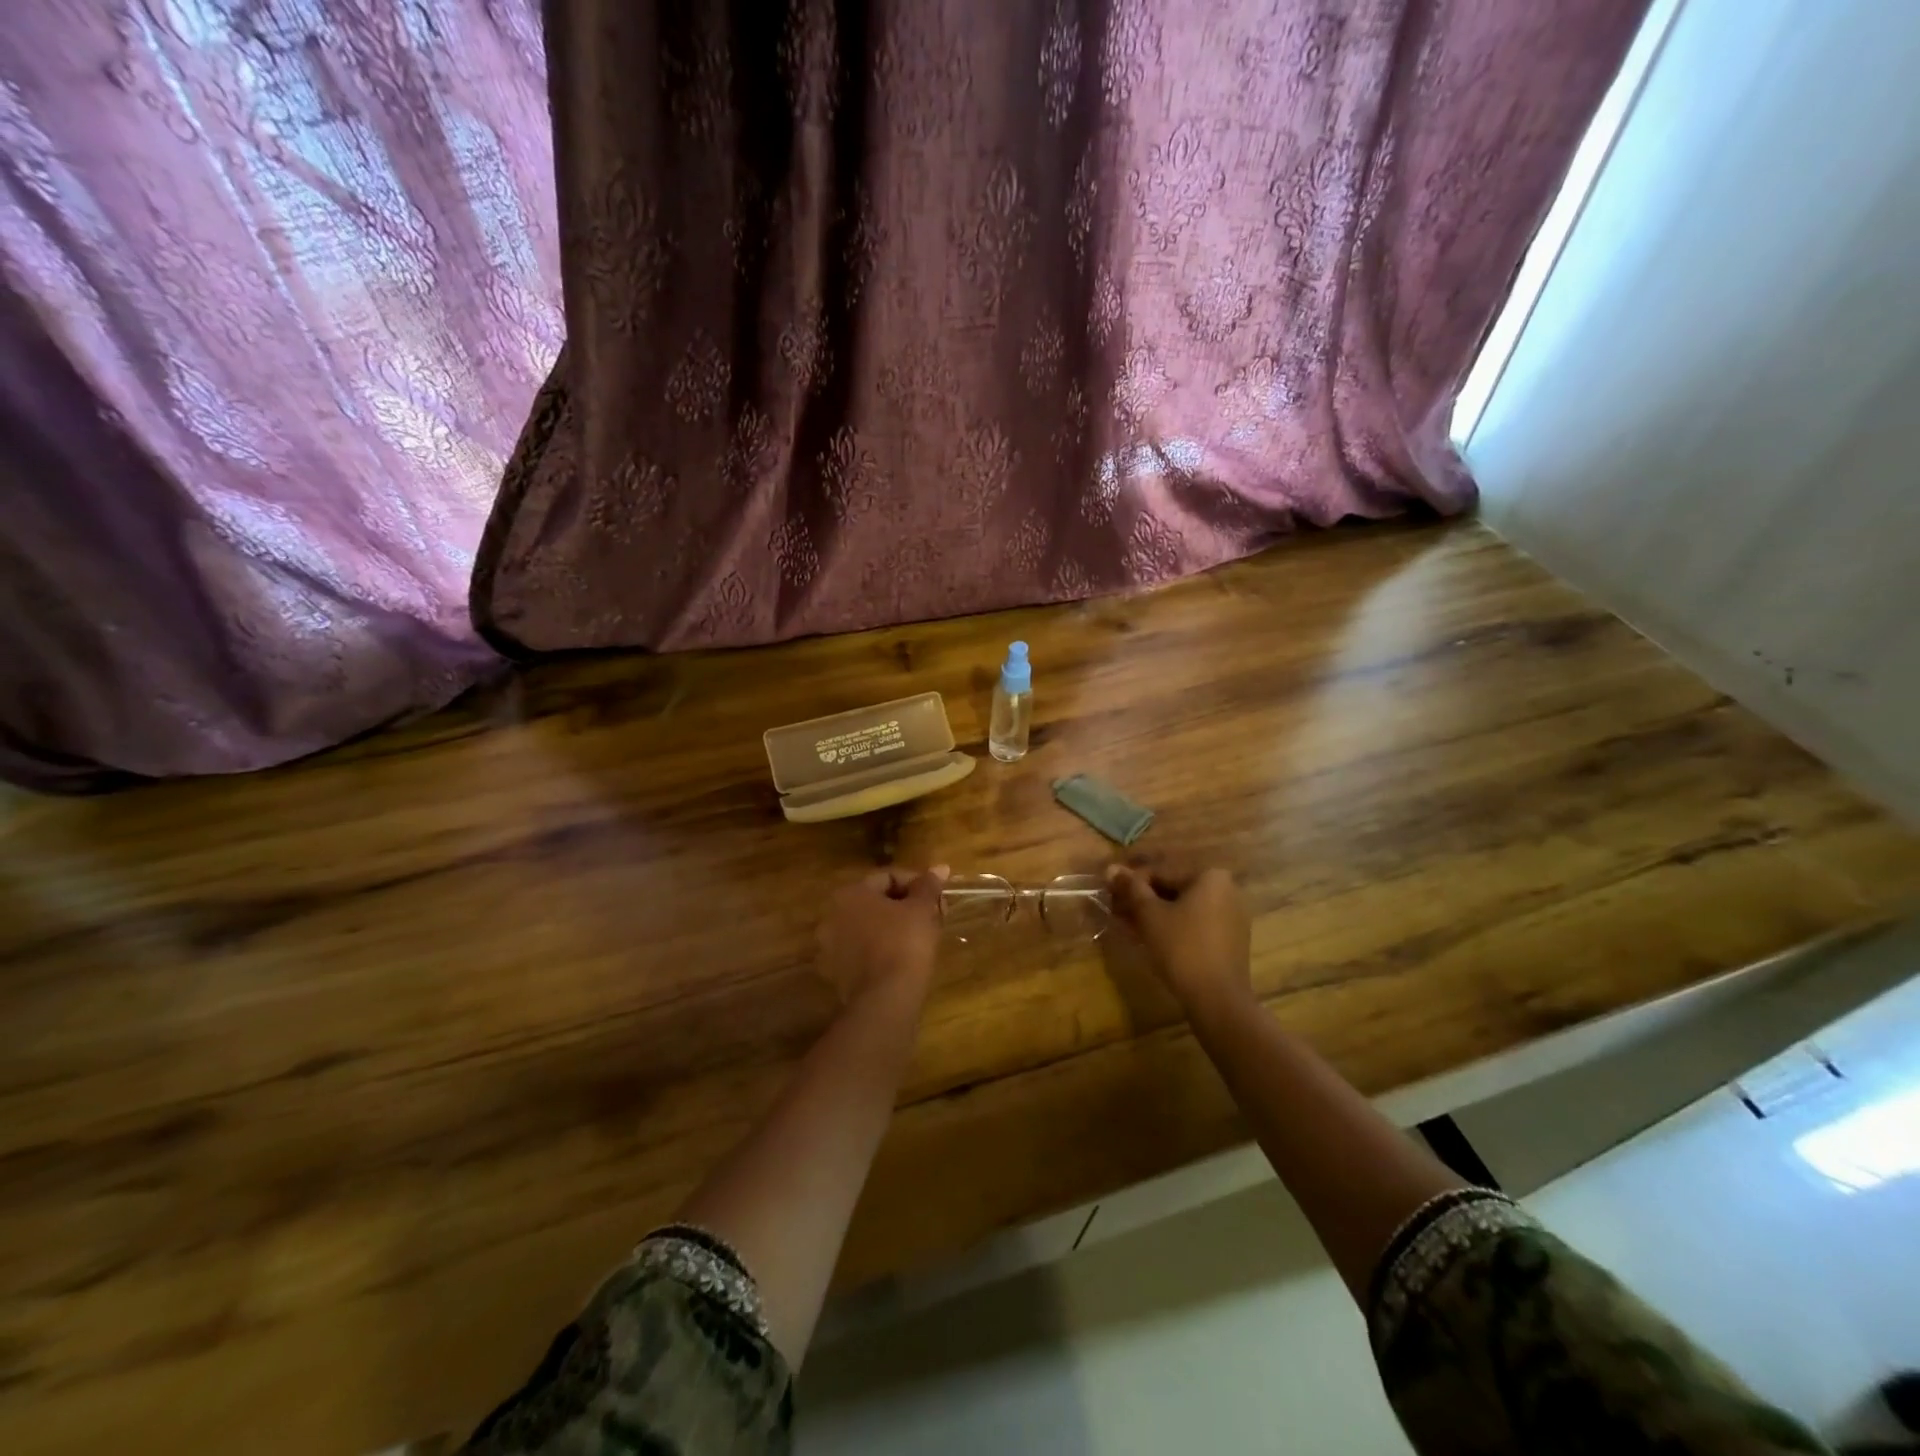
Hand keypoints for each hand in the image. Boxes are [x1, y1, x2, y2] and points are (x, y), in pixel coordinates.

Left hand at [816, 866, 948, 1003]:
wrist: (886, 999)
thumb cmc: (905, 943)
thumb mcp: (922, 909)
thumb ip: (928, 885)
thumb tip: (940, 867)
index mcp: (850, 893)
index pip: (888, 877)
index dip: (918, 884)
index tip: (937, 898)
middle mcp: (832, 915)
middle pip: (877, 902)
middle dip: (907, 906)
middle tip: (933, 916)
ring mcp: (831, 947)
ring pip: (870, 927)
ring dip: (894, 927)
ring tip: (922, 938)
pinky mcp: (836, 974)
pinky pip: (864, 951)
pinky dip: (882, 949)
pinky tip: (904, 959)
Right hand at [1107, 863, 1252, 1015]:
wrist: (1218, 998)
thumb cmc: (1182, 947)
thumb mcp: (1150, 915)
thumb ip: (1131, 888)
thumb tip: (1111, 868)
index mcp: (1210, 876)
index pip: (1161, 871)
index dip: (1131, 882)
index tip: (1110, 892)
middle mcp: (1226, 889)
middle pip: (1173, 888)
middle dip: (1143, 898)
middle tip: (1116, 909)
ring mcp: (1231, 915)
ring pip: (1183, 907)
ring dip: (1155, 913)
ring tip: (1128, 924)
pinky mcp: (1230, 939)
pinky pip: (1196, 923)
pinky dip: (1173, 926)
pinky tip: (1151, 937)